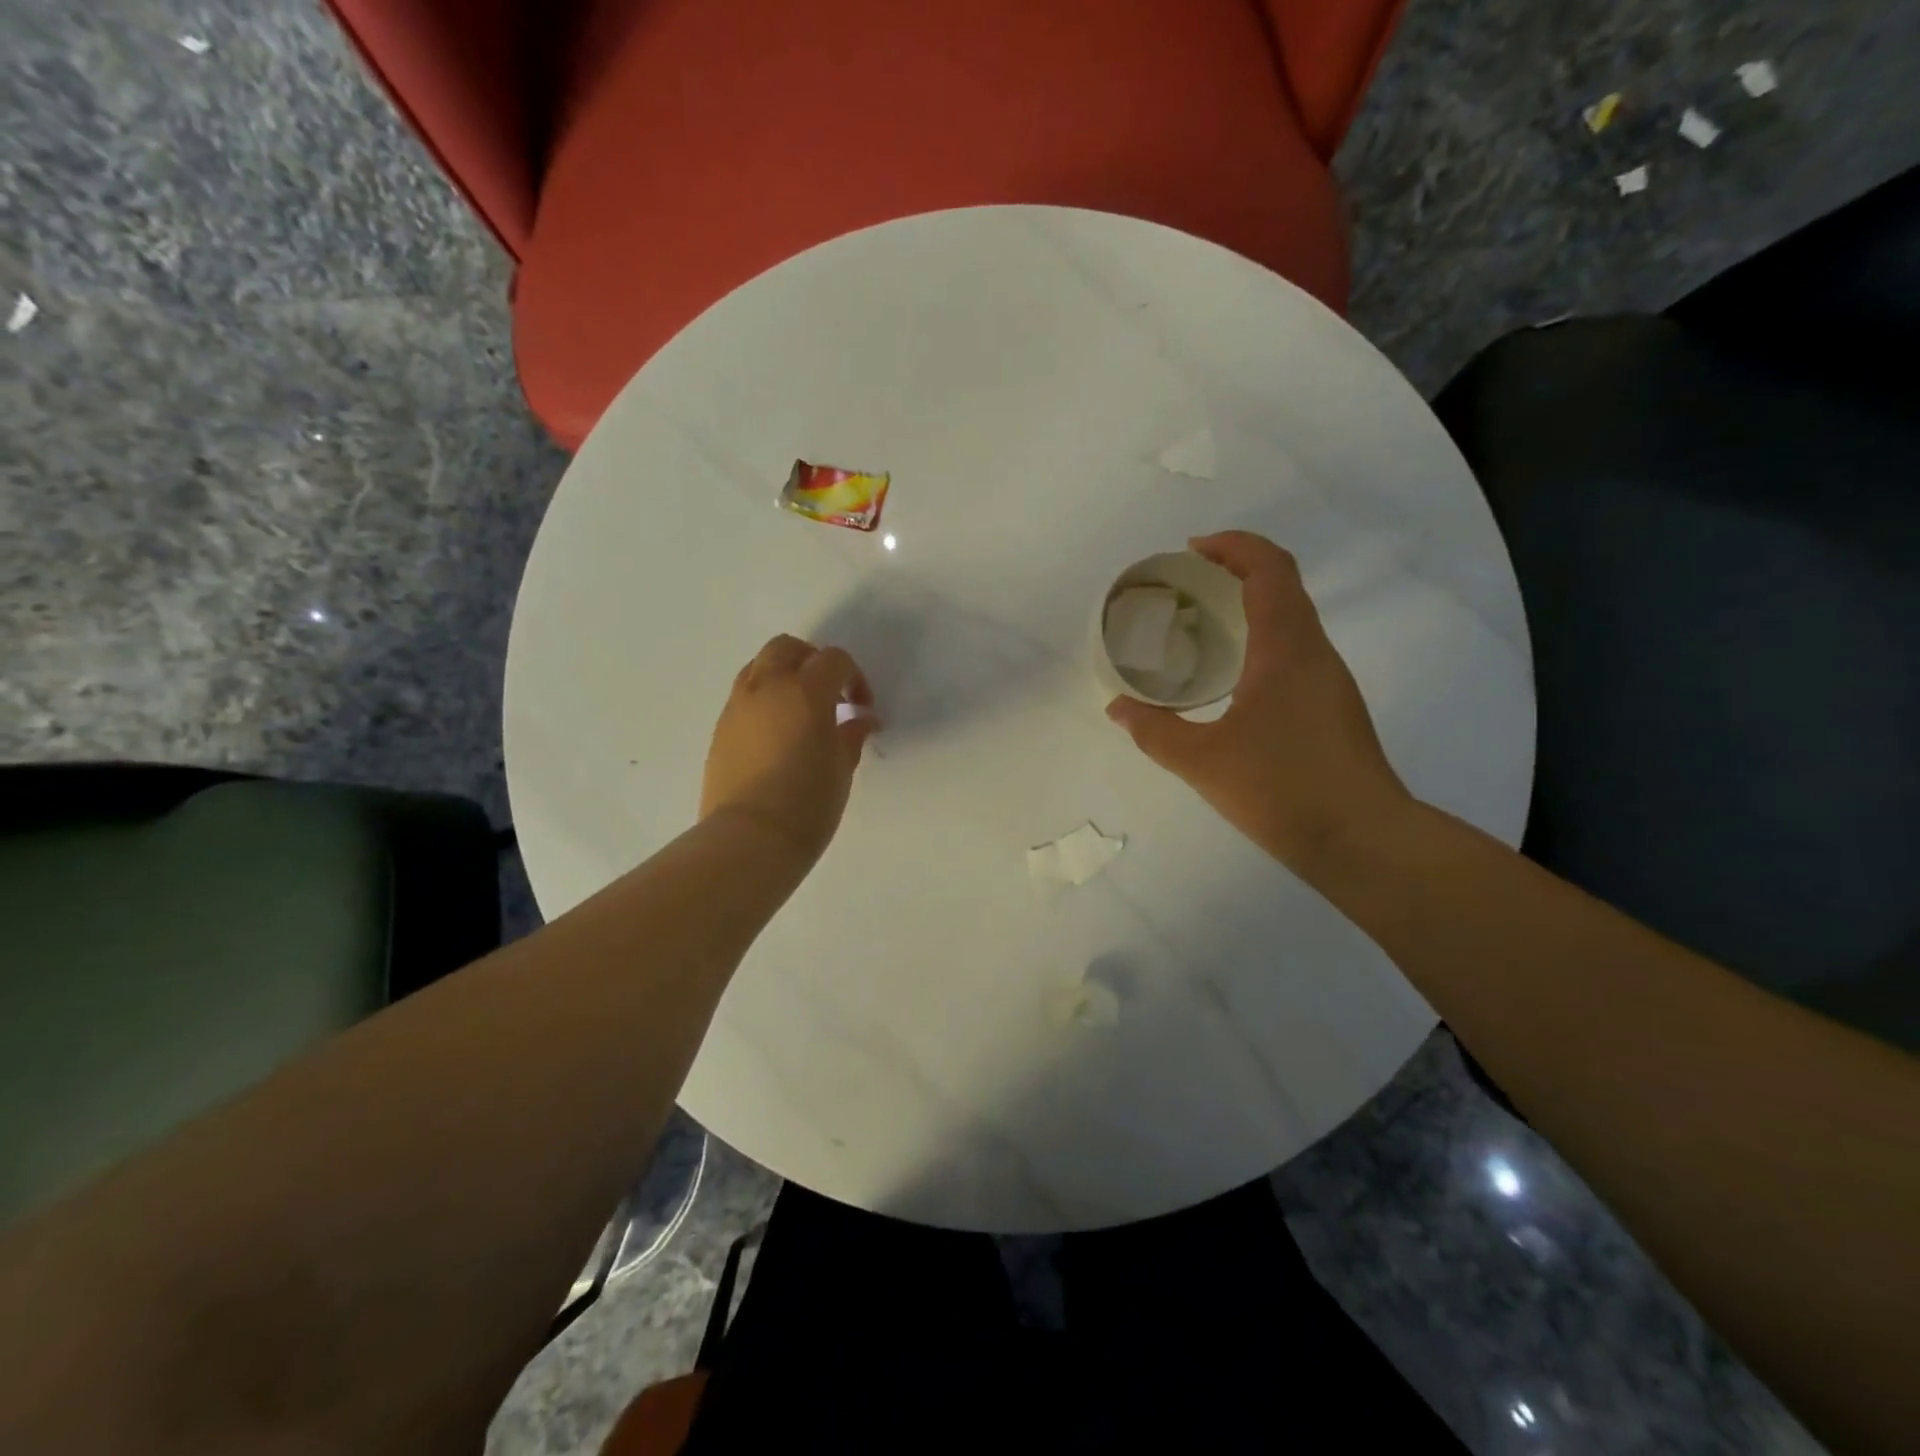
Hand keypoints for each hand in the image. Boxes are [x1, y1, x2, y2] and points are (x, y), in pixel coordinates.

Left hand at [700, 635, 877, 863]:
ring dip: (783, 676)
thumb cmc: (807, 804)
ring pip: (759, 667)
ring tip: (799, 711)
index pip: (834, 660)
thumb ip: (851, 735)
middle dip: (812, 661)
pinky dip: (763, 700)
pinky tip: (776, 734)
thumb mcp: (841, 768)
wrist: (749, 839)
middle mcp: (767, 687)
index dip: (854, 678)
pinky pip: (743, 696)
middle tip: (829, 694)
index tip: (861, 708)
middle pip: (787, 648)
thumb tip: (860, 720)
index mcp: (805, 692)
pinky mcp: (720, 728)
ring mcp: (737, 706)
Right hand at [1105, 531, 1412, 870]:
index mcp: (1287, 647)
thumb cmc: (1282, 788)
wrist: (1363, 840)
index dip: (1233, 546)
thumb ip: (1154, 731)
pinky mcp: (1334, 708)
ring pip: (1292, 620)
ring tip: (1204, 629)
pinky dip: (1262, 641)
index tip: (1192, 550)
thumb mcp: (1202, 761)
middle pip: (1283, 586)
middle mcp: (1315, 652)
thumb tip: (1118, 708)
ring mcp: (1331, 681)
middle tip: (1188, 587)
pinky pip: (1296, 652)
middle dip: (1236, 572)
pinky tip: (1233, 680)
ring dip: (1251, 608)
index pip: (1269, 568)